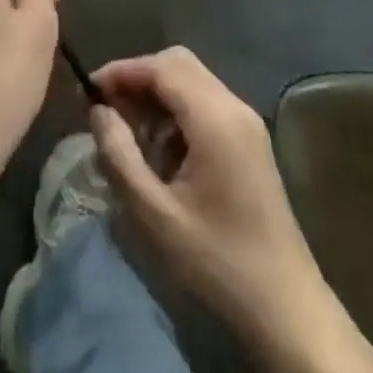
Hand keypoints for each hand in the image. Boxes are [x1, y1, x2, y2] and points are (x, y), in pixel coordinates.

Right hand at [90, 47, 325, 337]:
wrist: (285, 307)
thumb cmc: (217, 260)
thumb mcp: (154, 214)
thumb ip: (119, 155)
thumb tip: (97, 111)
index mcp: (214, 117)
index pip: (160, 67)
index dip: (121, 71)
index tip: (87, 92)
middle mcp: (234, 106)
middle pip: (178, 64)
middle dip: (138, 79)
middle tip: (107, 111)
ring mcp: (246, 122)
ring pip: (191, 81)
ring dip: (156, 96)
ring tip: (129, 136)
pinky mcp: (250, 140)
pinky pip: (205, 103)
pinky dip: (176, 112)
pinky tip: (161, 153)